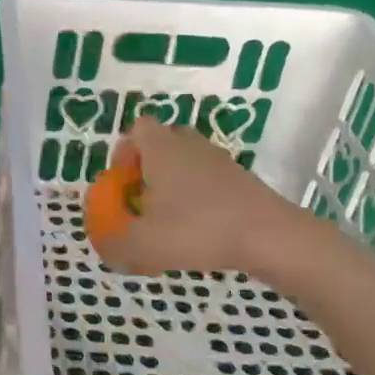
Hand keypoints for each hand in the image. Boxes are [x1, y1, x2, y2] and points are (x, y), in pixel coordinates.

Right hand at [94, 117, 323, 278]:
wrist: (270, 236)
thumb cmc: (197, 230)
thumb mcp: (142, 245)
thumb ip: (113, 245)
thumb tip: (104, 246)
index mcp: (161, 149)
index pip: (137, 129)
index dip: (123, 152)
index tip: (121, 182)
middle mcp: (189, 145)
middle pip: (163, 142)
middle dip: (148, 167)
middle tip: (142, 198)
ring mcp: (220, 160)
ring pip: (188, 161)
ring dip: (174, 184)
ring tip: (169, 219)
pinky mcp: (242, 180)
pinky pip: (209, 180)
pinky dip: (199, 198)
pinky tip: (198, 230)